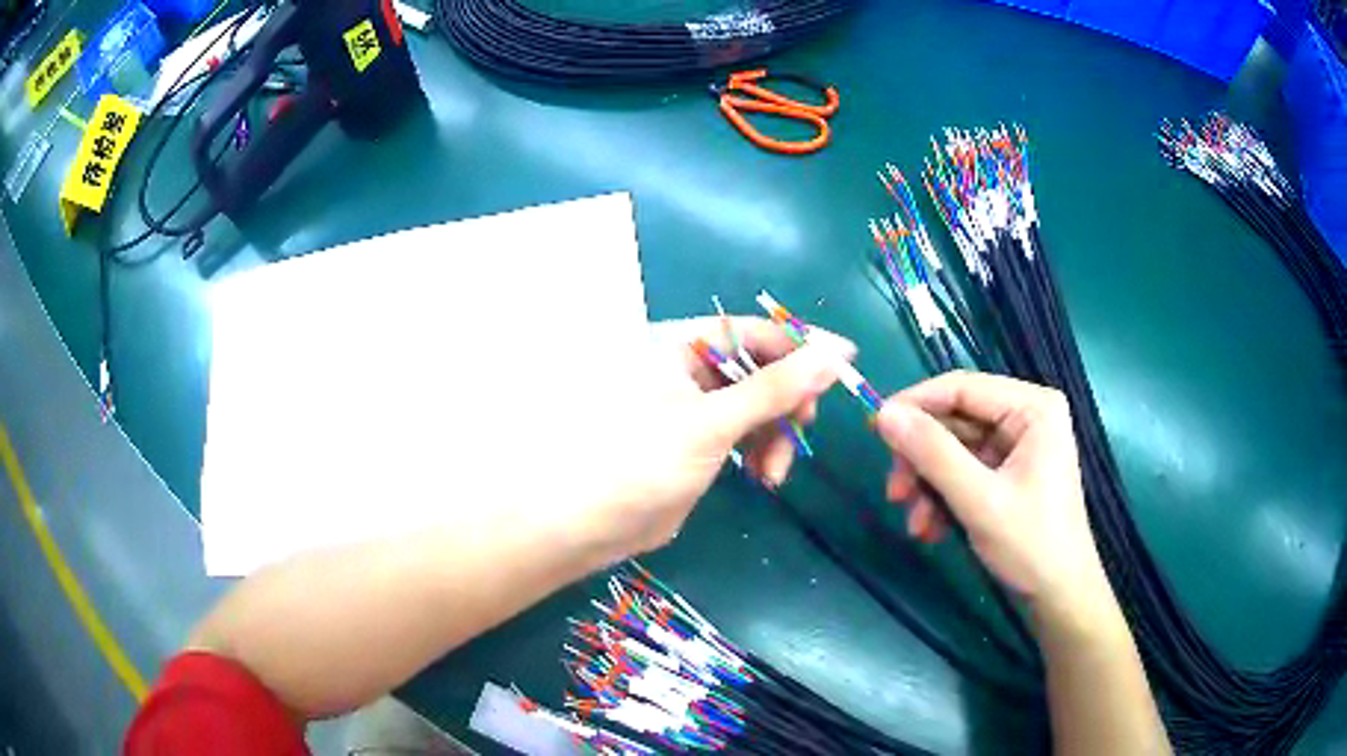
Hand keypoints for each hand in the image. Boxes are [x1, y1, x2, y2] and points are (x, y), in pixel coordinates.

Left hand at [572, 317, 853, 558]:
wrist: (587, 526)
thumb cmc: (641, 462)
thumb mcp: (713, 422)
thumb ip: (775, 389)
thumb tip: (834, 354)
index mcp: (679, 344)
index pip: (753, 331)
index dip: (800, 345)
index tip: (845, 364)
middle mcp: (686, 366)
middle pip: (759, 367)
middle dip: (786, 400)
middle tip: (804, 428)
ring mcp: (693, 405)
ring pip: (756, 405)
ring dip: (776, 434)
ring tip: (775, 473)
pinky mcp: (697, 440)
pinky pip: (744, 432)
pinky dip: (761, 451)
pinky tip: (764, 477)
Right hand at [874, 371, 1107, 613]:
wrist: (1058, 597)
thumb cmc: (1030, 545)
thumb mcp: (978, 499)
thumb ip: (932, 454)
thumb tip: (883, 414)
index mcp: (1032, 408)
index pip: (962, 387)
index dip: (915, 405)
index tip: (874, 429)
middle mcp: (1025, 416)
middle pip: (954, 421)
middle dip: (921, 460)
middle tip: (894, 492)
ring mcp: (1017, 446)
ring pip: (953, 450)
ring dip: (928, 485)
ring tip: (915, 523)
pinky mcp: (1008, 472)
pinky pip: (963, 472)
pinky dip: (942, 498)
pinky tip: (931, 530)